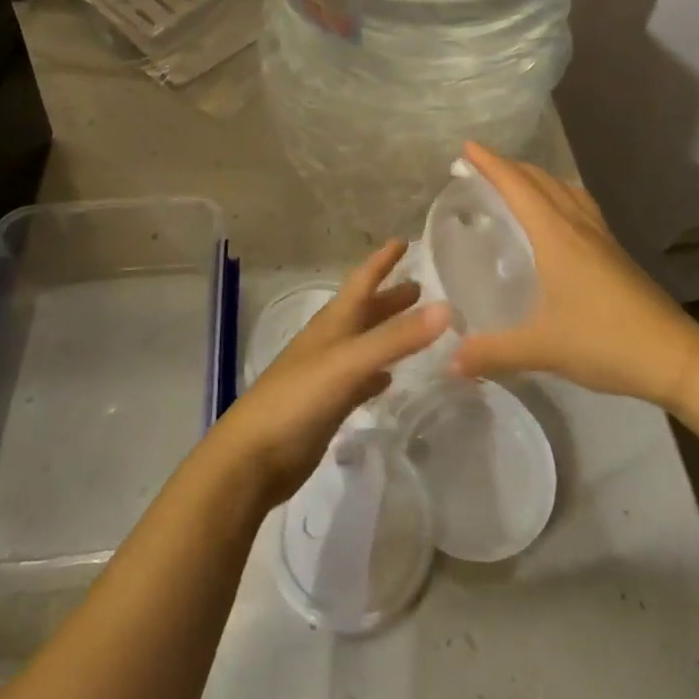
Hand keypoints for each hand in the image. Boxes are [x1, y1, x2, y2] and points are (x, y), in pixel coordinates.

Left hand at [210, 242, 450, 508]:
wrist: (252, 458)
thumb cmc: (298, 399)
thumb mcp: (349, 363)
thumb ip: (395, 338)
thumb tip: (445, 307)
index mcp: (332, 323)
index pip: (361, 281)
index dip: (381, 261)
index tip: (403, 240)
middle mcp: (329, 342)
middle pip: (364, 311)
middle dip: (390, 297)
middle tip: (421, 287)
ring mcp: (326, 375)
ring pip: (364, 344)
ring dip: (387, 333)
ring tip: (416, 328)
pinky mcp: (327, 406)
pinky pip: (359, 381)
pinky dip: (376, 374)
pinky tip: (388, 380)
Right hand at [449, 142, 698, 408]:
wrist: (675, 356)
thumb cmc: (605, 341)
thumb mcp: (542, 348)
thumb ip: (493, 352)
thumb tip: (449, 362)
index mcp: (557, 236)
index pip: (518, 187)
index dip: (491, 164)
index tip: (467, 146)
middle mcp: (578, 226)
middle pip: (542, 180)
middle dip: (510, 166)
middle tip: (480, 165)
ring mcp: (601, 237)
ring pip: (565, 189)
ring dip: (537, 177)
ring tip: (516, 182)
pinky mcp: (615, 252)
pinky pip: (580, 206)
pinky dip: (559, 195)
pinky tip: (558, 217)